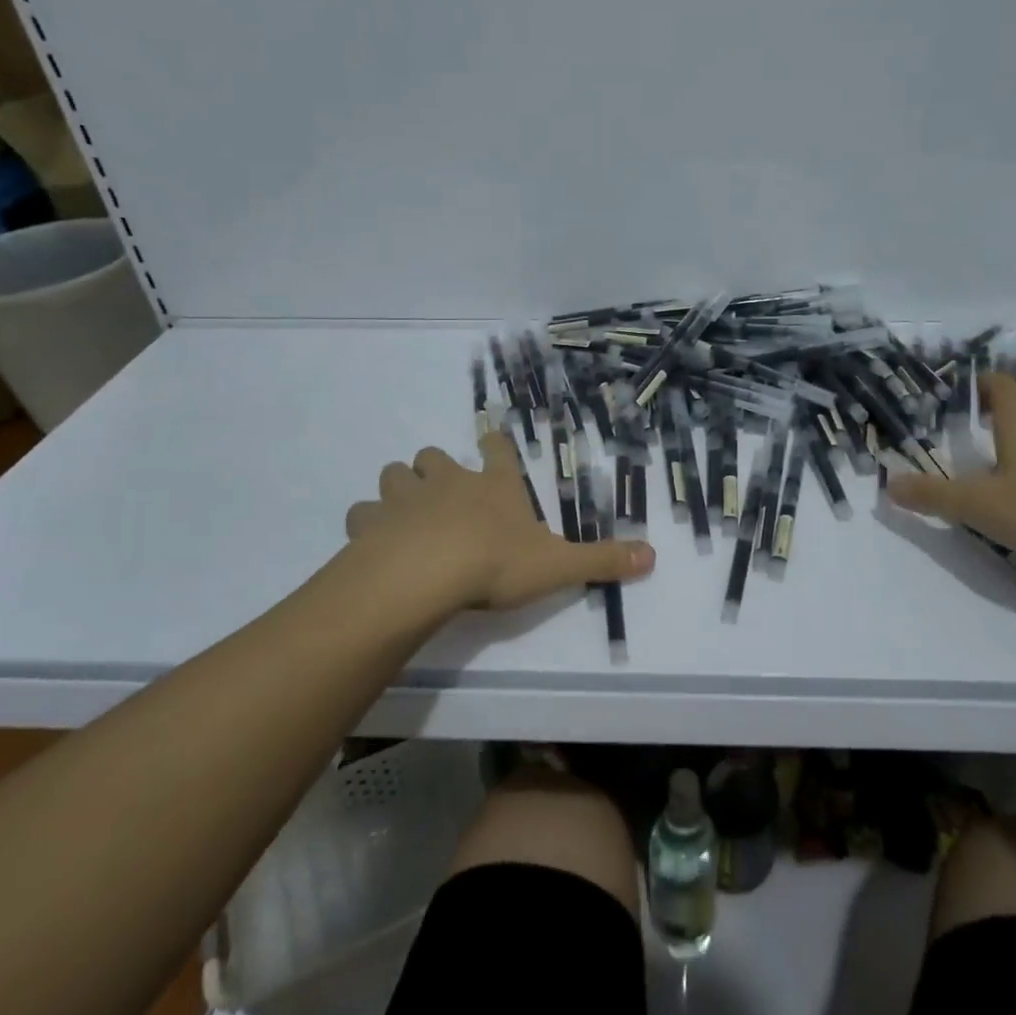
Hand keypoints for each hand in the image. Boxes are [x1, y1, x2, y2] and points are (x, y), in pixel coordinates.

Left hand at [342, 431, 654, 613]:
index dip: (494, 444)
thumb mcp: (558, 565)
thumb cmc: (496, 563)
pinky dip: (366, 523)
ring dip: (398, 489)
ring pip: (394, 475)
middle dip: (435, 468)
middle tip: (441, 491)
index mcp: (493, 486)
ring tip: (404, 513)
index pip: (496, 450)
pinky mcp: (371, 522)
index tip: (490, 440)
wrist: (427, 574)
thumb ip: (602, 560)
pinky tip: (372, 541)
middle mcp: (448, 482)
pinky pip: (362, 513)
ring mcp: (406, 498)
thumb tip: (653, 557)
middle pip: (433, 456)